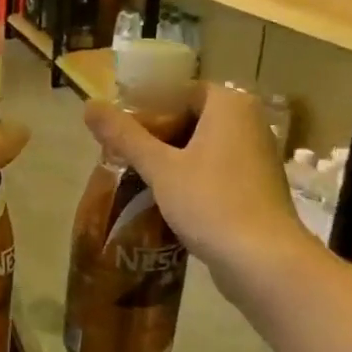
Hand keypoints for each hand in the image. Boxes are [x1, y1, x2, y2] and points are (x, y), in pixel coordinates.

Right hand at [82, 82, 306, 300]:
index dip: (145, 110)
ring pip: (203, 147)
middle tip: (122, 157)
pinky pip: (216, 171)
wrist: (263, 259)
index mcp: (229, 104)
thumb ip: (124, 135)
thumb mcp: (159, 167)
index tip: (118, 132)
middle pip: (191, 119)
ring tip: (138, 178)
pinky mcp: (257, 187)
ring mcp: (257, 156)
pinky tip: (167, 200)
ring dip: (172, 160)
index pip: (179, 92)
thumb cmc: (210, 202)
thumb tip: (89, 106)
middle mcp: (250, 122)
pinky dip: (192, 179)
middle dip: (156, 137)